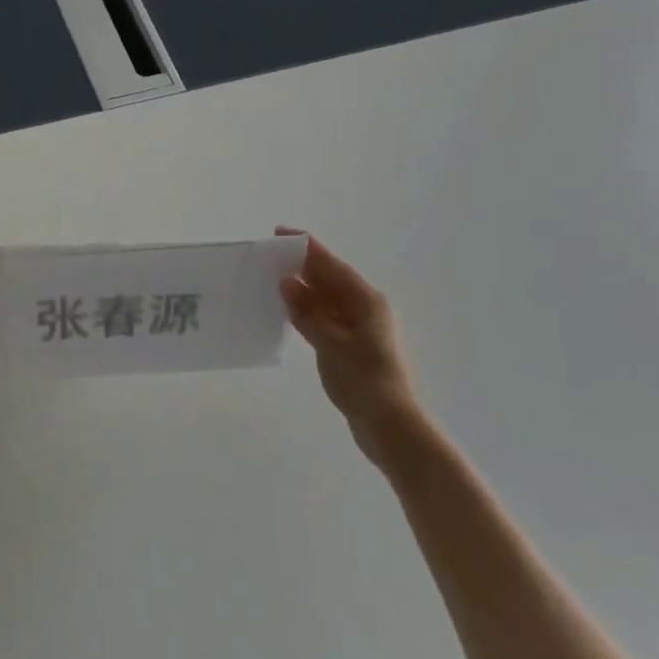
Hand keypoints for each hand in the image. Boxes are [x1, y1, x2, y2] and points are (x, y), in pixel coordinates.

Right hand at [277, 230, 431, 471]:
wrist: (390, 425)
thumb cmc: (363, 380)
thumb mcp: (331, 343)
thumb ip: (308, 311)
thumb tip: (287, 281)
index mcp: (366, 301)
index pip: (331, 265)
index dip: (306, 248)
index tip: (279, 233)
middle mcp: (366, 308)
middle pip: (330, 279)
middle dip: (302, 266)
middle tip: (268, 257)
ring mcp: (361, 328)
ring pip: (327, 299)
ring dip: (303, 289)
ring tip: (272, 280)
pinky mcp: (353, 347)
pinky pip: (326, 318)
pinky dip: (308, 311)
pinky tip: (289, 312)